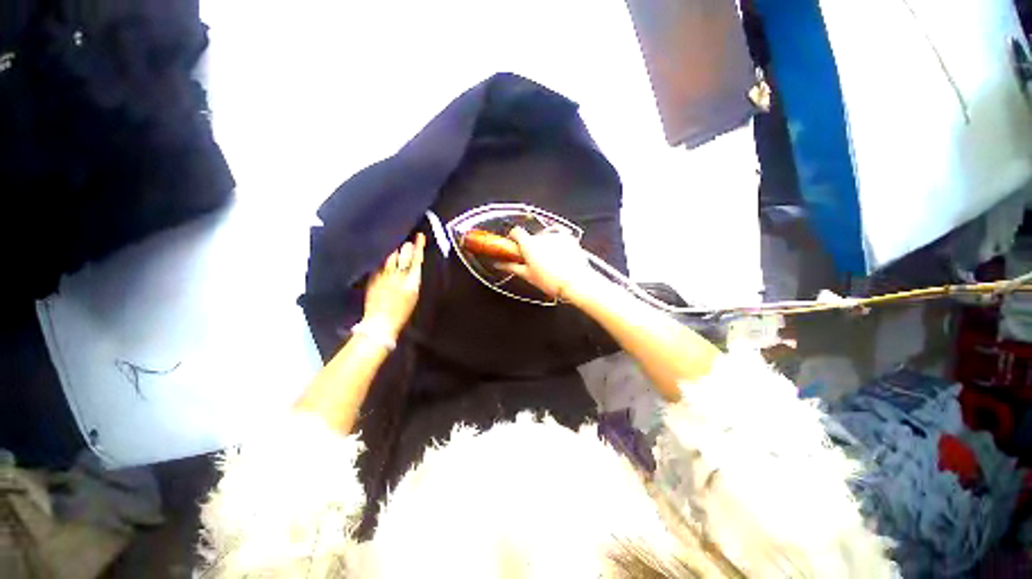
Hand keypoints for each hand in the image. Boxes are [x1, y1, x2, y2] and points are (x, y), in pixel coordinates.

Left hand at [363, 233, 425, 337]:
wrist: (381, 322)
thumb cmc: (402, 311)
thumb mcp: (413, 295)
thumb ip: (413, 279)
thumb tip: (413, 265)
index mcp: (412, 282)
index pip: (417, 259)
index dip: (419, 246)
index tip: (419, 236)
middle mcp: (399, 276)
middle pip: (404, 255)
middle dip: (406, 246)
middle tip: (408, 241)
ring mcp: (384, 276)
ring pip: (390, 256)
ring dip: (394, 250)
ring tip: (396, 245)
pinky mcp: (373, 277)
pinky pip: (379, 263)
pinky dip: (383, 258)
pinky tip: (383, 256)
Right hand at [500, 227, 597, 301]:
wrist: (575, 282)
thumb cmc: (550, 281)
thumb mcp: (527, 275)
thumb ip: (511, 267)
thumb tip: (499, 265)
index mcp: (529, 244)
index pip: (516, 232)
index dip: (514, 237)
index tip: (515, 245)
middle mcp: (541, 236)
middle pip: (532, 236)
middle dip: (532, 246)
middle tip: (534, 261)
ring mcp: (556, 236)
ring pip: (546, 238)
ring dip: (545, 246)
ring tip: (551, 262)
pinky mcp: (569, 238)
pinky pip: (559, 238)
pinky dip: (558, 245)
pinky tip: (561, 258)